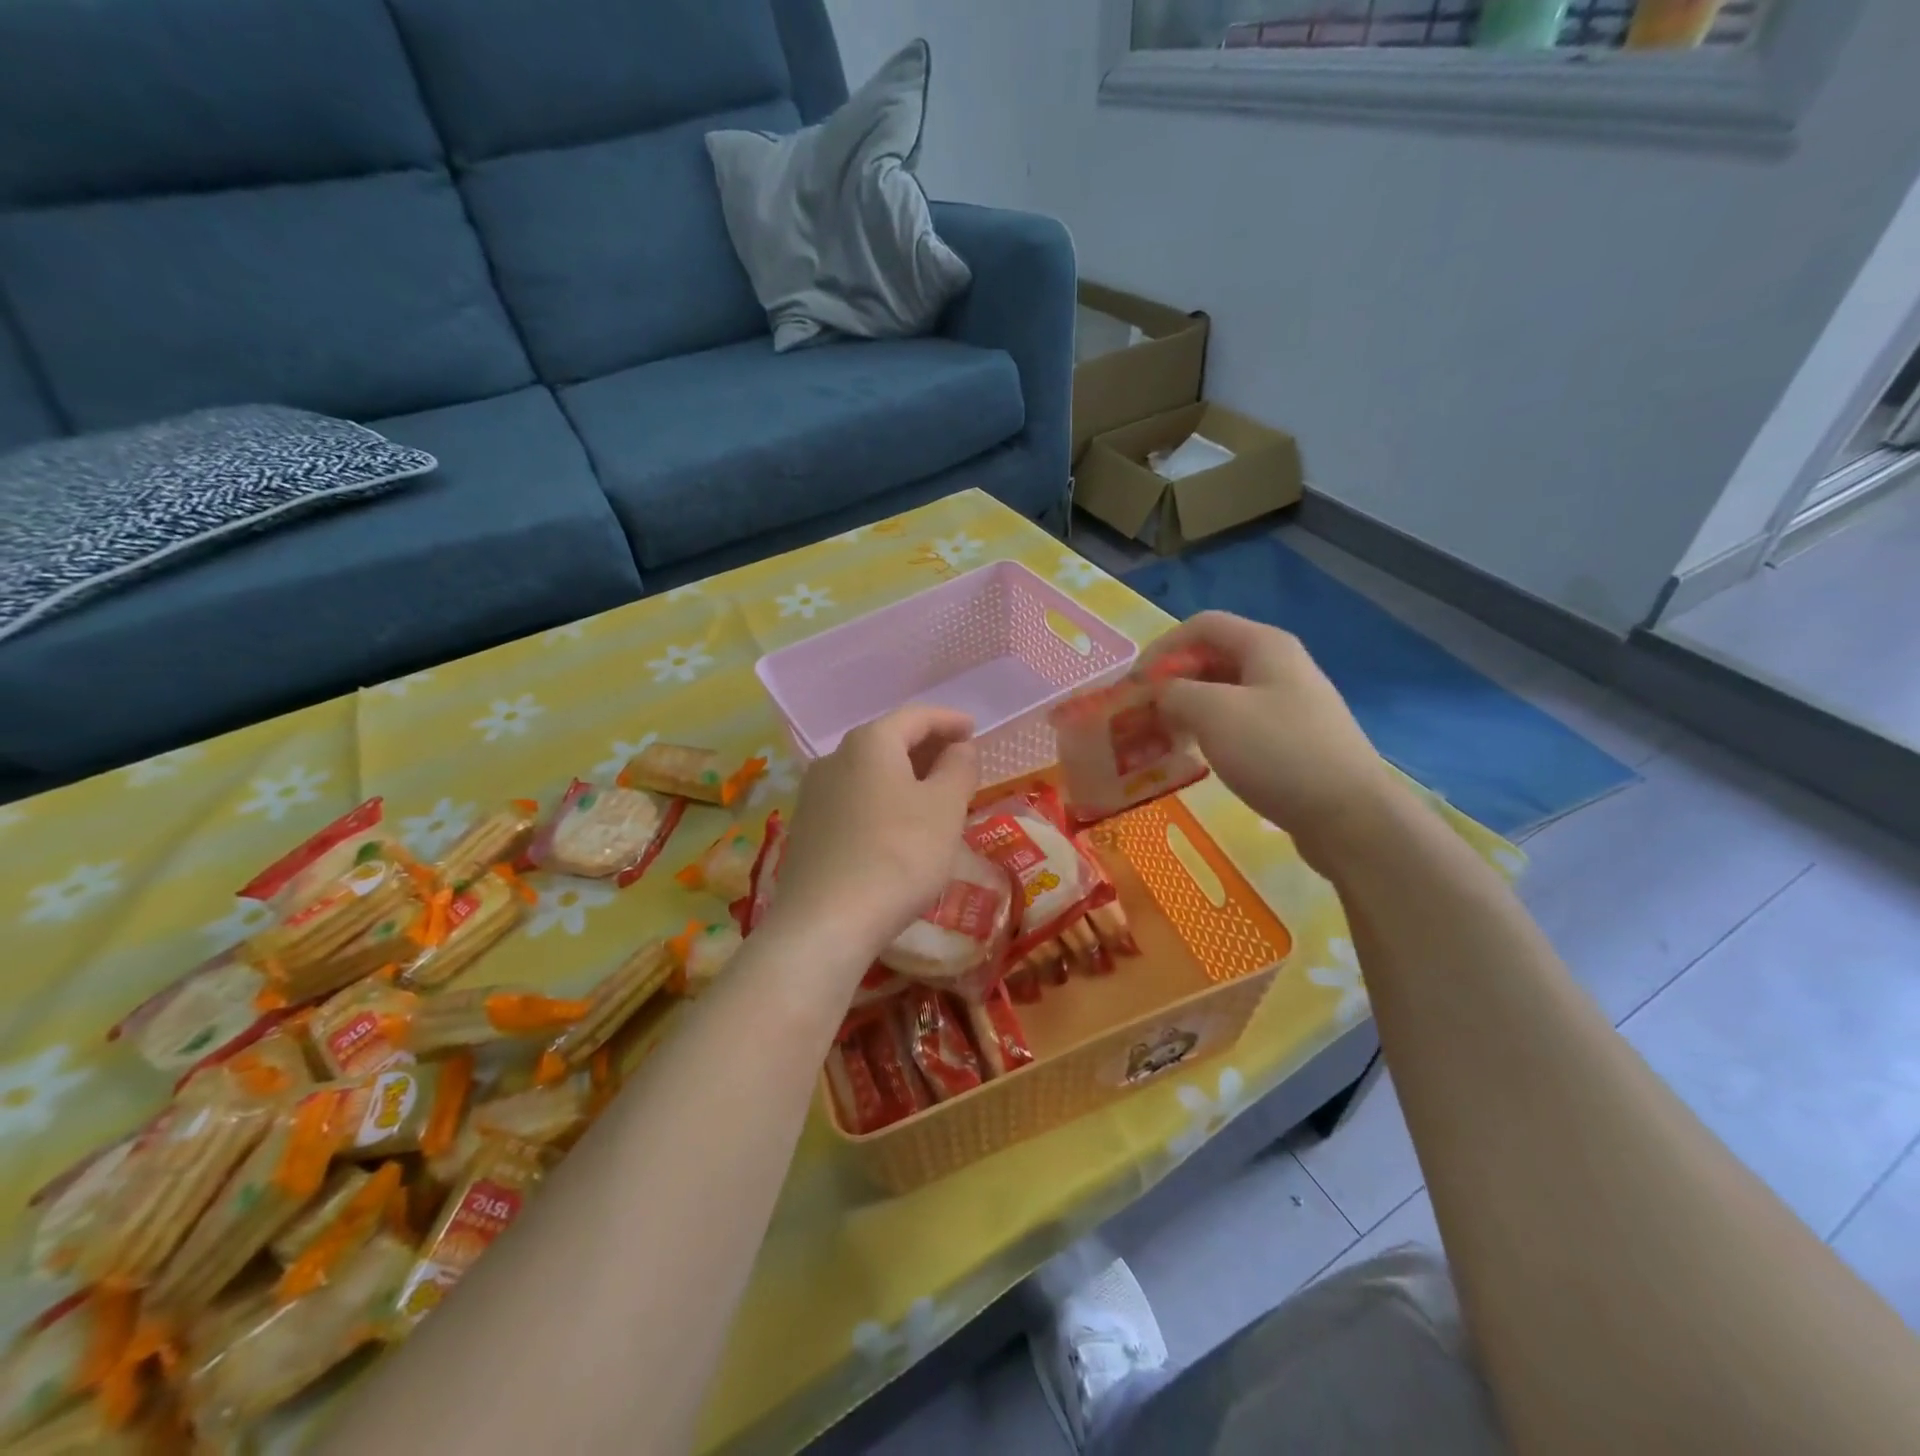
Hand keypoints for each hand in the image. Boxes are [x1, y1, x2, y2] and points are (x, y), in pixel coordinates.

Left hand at [770, 706, 980, 957]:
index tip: (973, 730)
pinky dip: (883, 799)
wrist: (826, 922)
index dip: (949, 720)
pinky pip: (854, 799)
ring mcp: (815, 794)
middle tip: (958, 762)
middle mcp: (835, 758)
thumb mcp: (945, 808)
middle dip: (927, 747)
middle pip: (888, 740)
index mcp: (870, 742)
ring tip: (934, 794)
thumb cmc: (899, 854)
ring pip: (870, 771)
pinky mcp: (807, 828)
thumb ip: (958, 768)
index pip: (915, 716)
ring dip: (905, 775)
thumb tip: (960, 747)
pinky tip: (898, 825)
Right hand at [1142, 612, 1400, 871]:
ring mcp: (1289, 704)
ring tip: (1162, 737)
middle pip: (1212, 658)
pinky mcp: (1291, 739)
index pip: (1201, 626)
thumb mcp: (1213, 713)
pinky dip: (1210, 731)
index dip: (1161, 648)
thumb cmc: (1277, 752)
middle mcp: (1278, 666)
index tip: (1133, 685)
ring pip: (1224, 693)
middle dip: (1172, 681)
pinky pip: (1239, 722)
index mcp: (1264, 645)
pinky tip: (1196, 756)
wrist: (1349, 816)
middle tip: (1141, 714)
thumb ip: (1175, 693)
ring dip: (1187, 709)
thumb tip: (1160, 694)